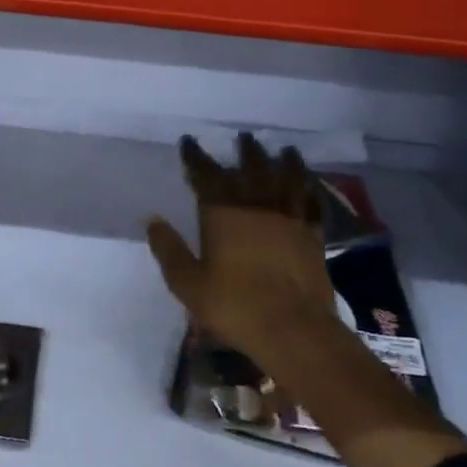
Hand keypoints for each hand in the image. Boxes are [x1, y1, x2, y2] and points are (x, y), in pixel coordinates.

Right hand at [146, 135, 361, 392]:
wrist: (294, 329)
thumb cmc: (234, 306)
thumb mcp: (188, 283)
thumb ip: (169, 250)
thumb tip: (153, 220)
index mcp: (223, 214)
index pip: (206, 175)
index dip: (196, 157)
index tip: (190, 141)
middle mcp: (257, 207)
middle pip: (252, 169)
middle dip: (246, 151)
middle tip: (244, 137)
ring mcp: (289, 219)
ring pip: (287, 180)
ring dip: (284, 162)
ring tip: (284, 149)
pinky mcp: (313, 237)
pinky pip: (311, 204)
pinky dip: (309, 191)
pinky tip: (310, 187)